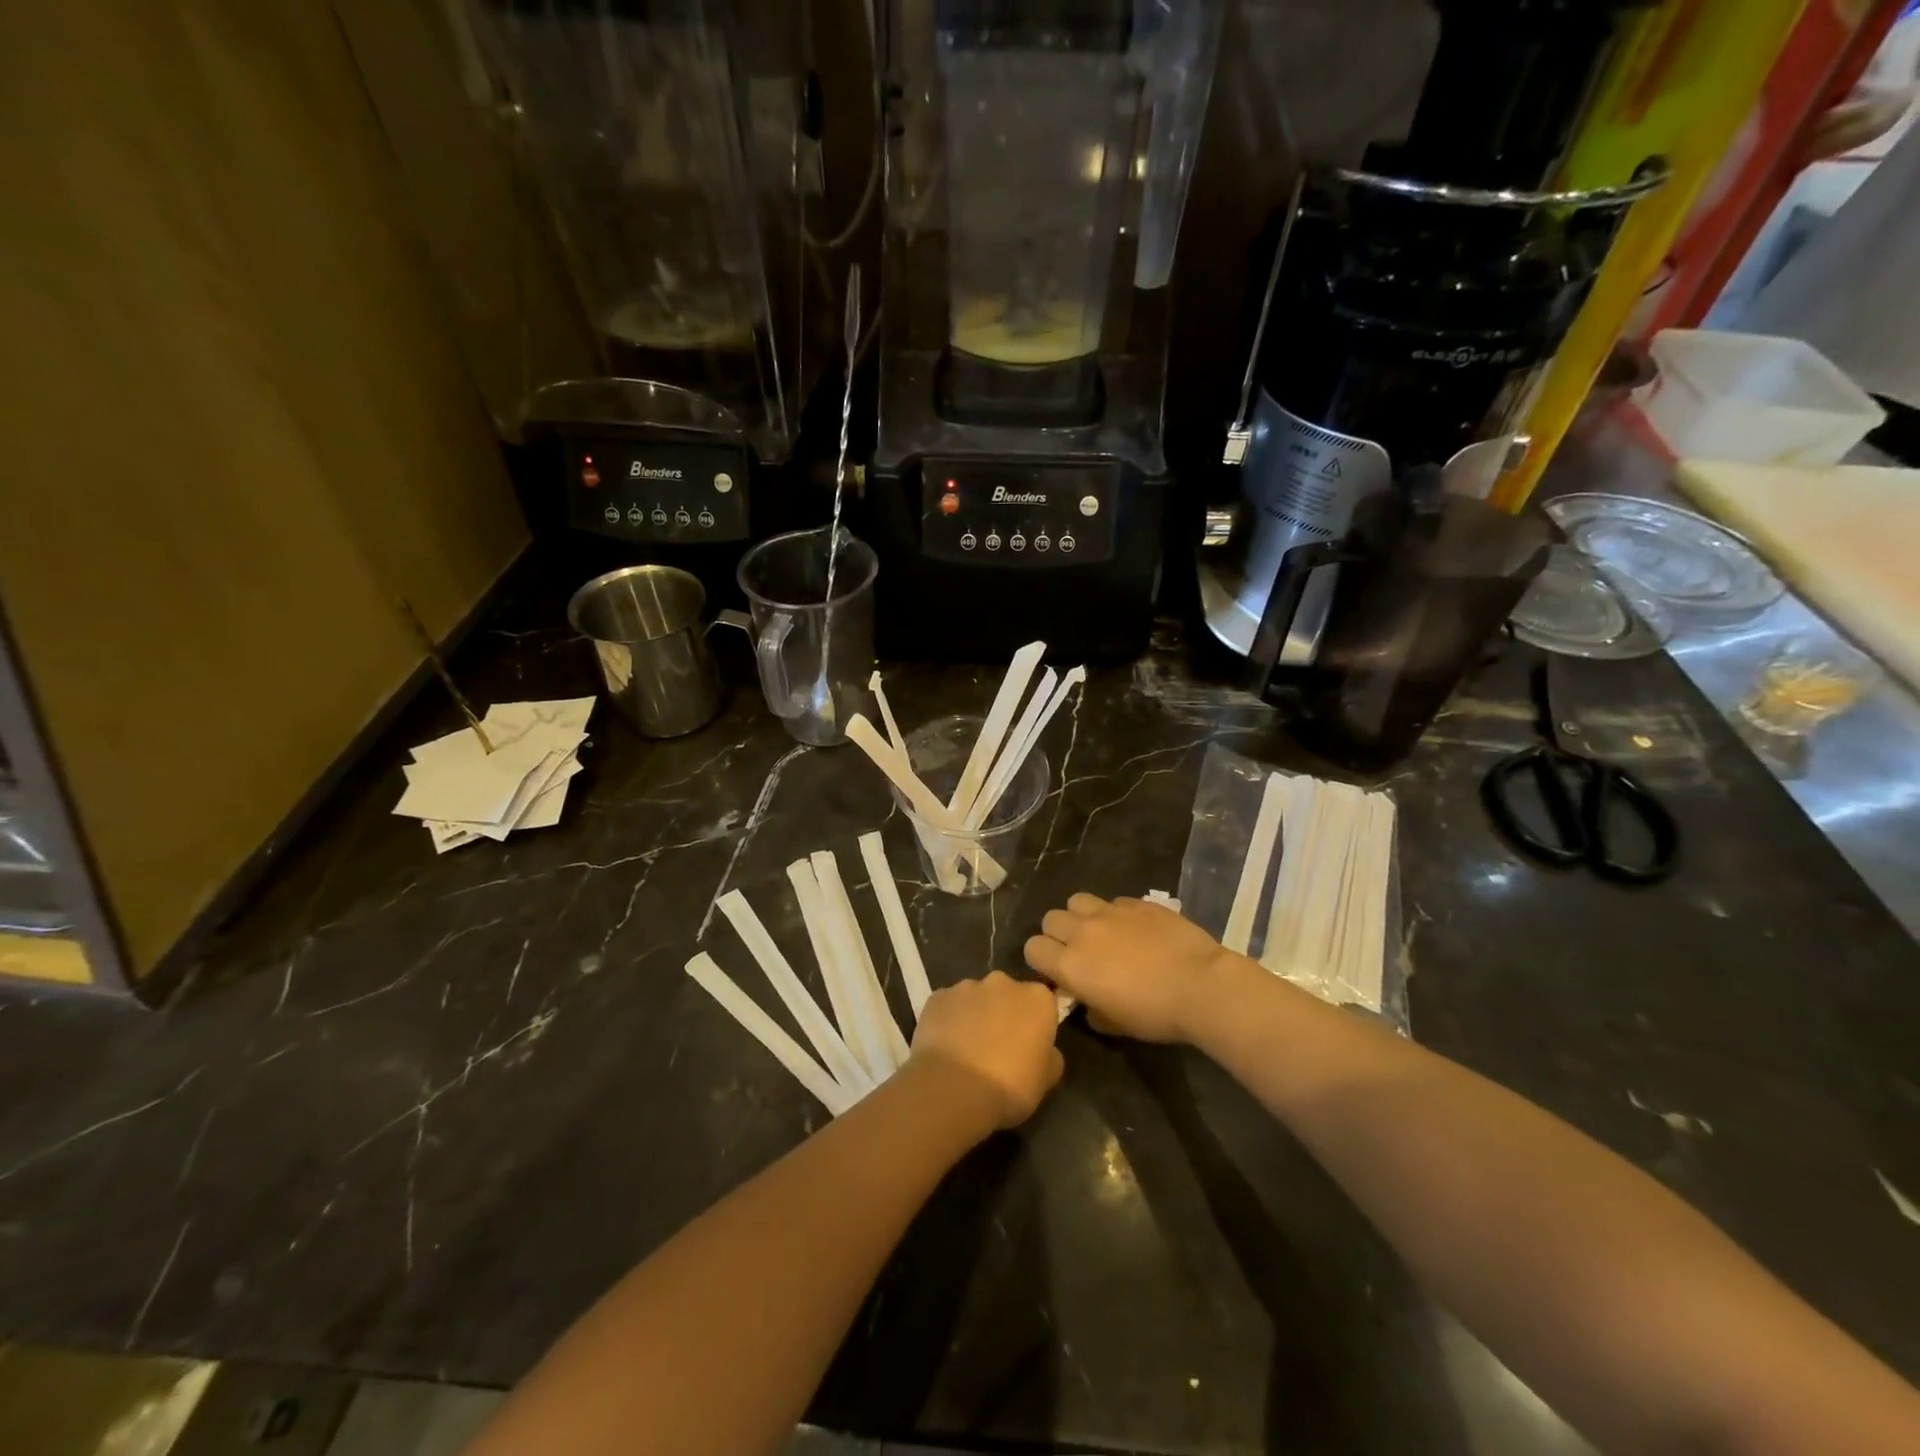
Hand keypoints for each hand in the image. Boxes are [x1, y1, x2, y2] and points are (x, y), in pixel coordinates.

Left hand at [908, 971, 1063, 1130]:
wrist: (953, 1089)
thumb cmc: (1009, 1085)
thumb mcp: (1045, 1080)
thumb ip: (1050, 1057)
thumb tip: (1046, 1051)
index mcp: (1037, 998)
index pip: (1042, 1003)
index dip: (1035, 1025)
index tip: (1029, 1046)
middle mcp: (1002, 982)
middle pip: (1008, 994)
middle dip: (1004, 1013)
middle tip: (998, 1047)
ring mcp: (966, 986)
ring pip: (975, 998)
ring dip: (975, 1015)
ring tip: (967, 1050)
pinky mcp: (937, 996)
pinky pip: (948, 1006)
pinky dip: (948, 1020)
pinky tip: (945, 1048)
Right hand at [1025, 893, 1237, 1043]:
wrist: (1200, 985)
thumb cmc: (1155, 1014)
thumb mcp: (1115, 1025)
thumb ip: (1090, 1009)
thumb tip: (1086, 1000)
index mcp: (1070, 965)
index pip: (1033, 948)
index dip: (1042, 960)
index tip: (1058, 972)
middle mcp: (1082, 932)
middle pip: (1050, 919)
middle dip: (1058, 934)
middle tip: (1078, 951)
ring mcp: (1109, 912)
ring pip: (1076, 901)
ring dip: (1081, 916)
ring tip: (1100, 932)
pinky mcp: (1136, 902)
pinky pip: (1113, 901)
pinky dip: (1115, 913)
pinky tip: (1134, 929)